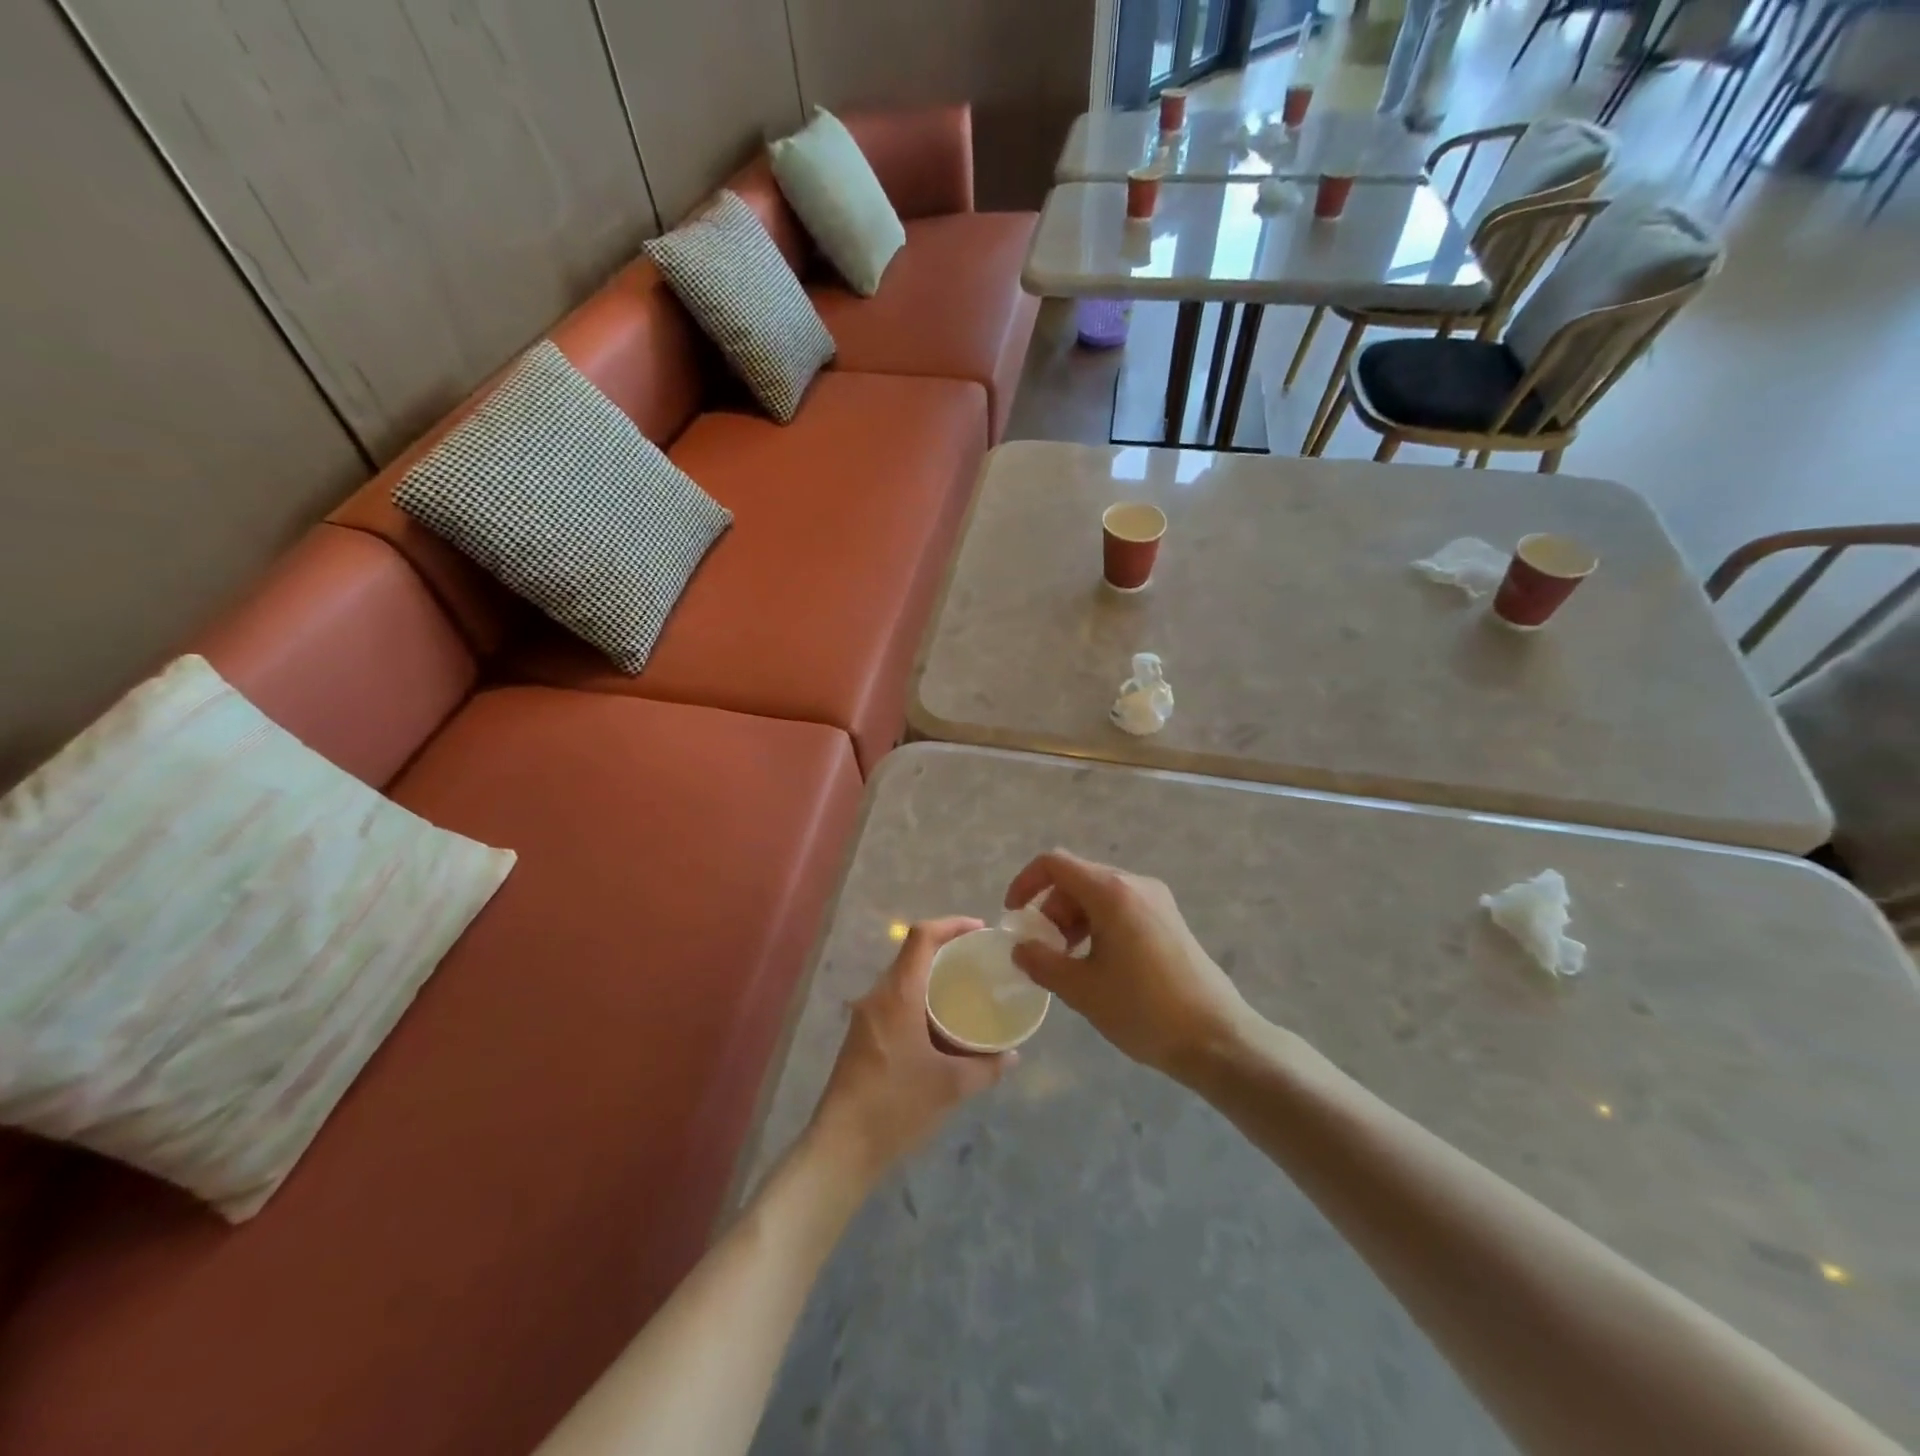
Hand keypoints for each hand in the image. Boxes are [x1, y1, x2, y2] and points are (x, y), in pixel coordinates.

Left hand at [807, 917, 1012, 1181]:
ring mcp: (866, 1017)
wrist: (841, 1148)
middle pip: (912, 955)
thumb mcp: (950, 1086)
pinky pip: (896, 1003)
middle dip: (946, 952)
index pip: (921, 937)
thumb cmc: (896, 1106)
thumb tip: (1013, 1055)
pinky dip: (921, 1001)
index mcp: (898, 995)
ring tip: (966, 992)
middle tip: (980, 962)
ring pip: (903, 981)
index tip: (980, 930)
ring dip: (933, 979)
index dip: (951, 924)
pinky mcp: (862, 1037)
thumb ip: (986, 1067)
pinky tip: (941, 1027)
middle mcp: (878, 996)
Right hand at [1004, 850, 1256, 1082]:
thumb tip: (1020, 948)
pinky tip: (1097, 965)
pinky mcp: (1169, 920)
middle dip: (1050, 909)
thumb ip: (1043, 963)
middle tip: (1042, 951)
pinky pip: (1121, 909)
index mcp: (1111, 891)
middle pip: (1077, 879)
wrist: (1218, 1038)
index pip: (1055, 863)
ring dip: (1073, 920)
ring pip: (1099, 895)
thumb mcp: (1082, 989)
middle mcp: (1135, 884)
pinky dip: (1097, 926)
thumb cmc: (1144, 1010)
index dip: (1026, 882)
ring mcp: (1157, 900)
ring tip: (1067, 962)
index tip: (1013, 916)